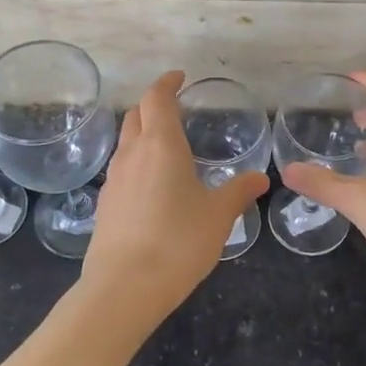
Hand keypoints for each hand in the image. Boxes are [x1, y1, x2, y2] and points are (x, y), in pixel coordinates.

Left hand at [81, 72, 269, 323]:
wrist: (124, 288)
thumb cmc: (178, 242)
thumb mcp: (218, 216)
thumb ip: (238, 192)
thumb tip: (260, 178)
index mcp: (161, 145)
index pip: (157, 99)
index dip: (167, 83)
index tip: (179, 77)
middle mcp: (132, 154)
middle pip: (136, 115)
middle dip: (153, 105)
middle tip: (174, 108)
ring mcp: (114, 180)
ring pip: (126, 142)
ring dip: (143, 133)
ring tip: (167, 146)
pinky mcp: (105, 205)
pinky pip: (122, 170)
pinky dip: (137, 162)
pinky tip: (152, 184)